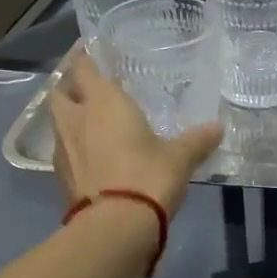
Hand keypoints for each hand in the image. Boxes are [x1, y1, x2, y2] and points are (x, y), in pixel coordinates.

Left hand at [48, 47, 222, 217]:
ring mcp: (63, 150)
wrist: (115, 227)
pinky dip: (75, 147)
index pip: (83, 67)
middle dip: (71, 86)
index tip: (91, 51)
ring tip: (91, 121)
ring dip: (70, 118)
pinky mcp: (60, 178)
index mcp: (102, 102)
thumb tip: (218, 127)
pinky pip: (64, 151)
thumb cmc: (148, 177)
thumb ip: (197, 140)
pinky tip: (92, 155)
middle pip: (60, 92)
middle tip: (89, 87)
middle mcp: (76, 119)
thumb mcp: (180, 158)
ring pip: (59, 122)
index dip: (85, 57)